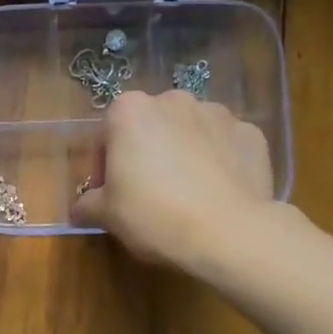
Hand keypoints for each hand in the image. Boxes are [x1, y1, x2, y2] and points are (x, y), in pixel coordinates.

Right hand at [71, 90, 274, 267]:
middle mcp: (173, 100)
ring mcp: (217, 113)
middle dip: (147, 153)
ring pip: (189, 132)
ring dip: (184, 153)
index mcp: (130, 110)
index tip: (112, 195)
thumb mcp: (107, 215)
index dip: (104, 167)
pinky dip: (219, 161)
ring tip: (188, 194)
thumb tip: (81, 207)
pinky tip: (218, 192)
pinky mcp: (251, 133)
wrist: (230, 233)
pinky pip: (225, 145)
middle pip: (150, 128)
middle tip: (148, 194)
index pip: (106, 136)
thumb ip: (87, 204)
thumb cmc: (154, 215)